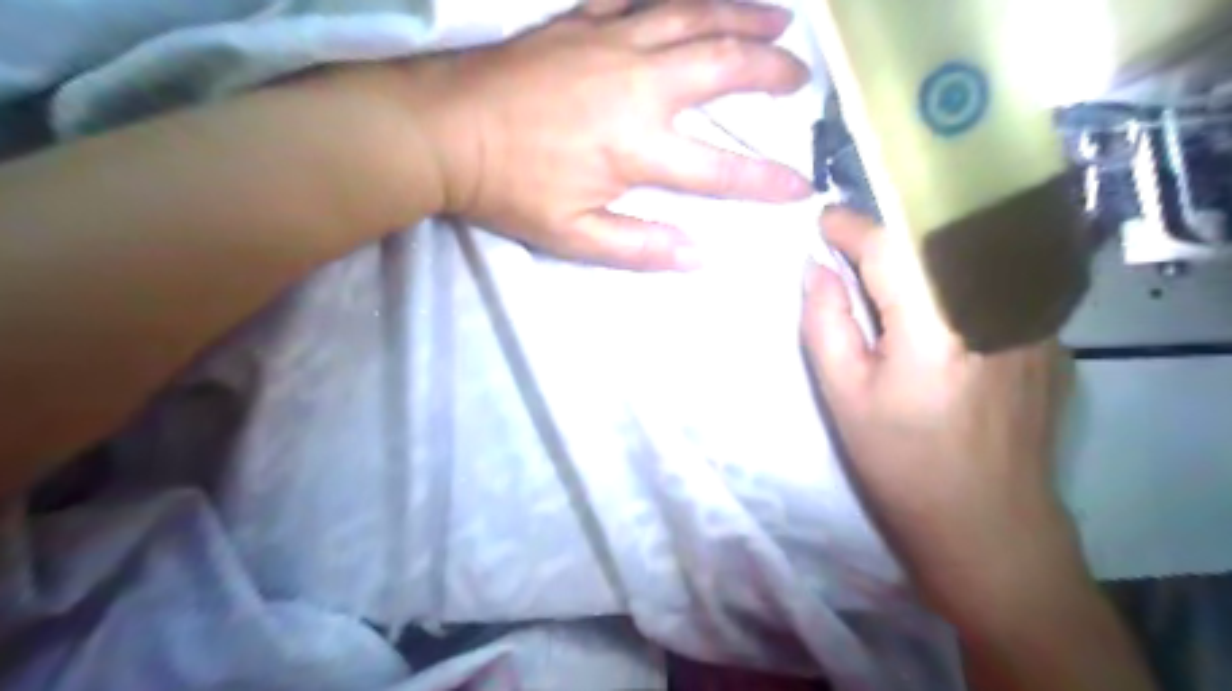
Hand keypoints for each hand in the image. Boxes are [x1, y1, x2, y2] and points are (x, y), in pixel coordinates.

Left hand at [399, 0, 816, 269]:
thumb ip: (639, 247)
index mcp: (637, 147)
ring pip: (692, 16)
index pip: (720, 168)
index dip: (767, 179)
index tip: (802, 185)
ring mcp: (611, 42)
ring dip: (741, 16)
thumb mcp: (573, 237)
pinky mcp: (582, 20)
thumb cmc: (508, 189)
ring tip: (779, 21)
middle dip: (770, 72)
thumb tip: (699, 255)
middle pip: (721, 68)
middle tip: (800, 76)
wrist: (442, 130)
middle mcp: (637, 85)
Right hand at [799, 207, 1079, 622]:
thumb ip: (826, 322)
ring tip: (883, 269)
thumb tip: (818, 269)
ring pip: (968, 254)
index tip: (822, 220)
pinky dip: (952, 273)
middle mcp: (997, 309)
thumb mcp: (844, 396)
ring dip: (919, 249)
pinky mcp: (1048, 336)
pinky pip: (993, 281)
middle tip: (847, 244)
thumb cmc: (902, 464)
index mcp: (937, 327)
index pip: (892, 247)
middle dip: (886, 230)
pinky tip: (932, 302)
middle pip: (936, 237)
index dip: (852, 226)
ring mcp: (1034, 321)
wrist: (988, 524)